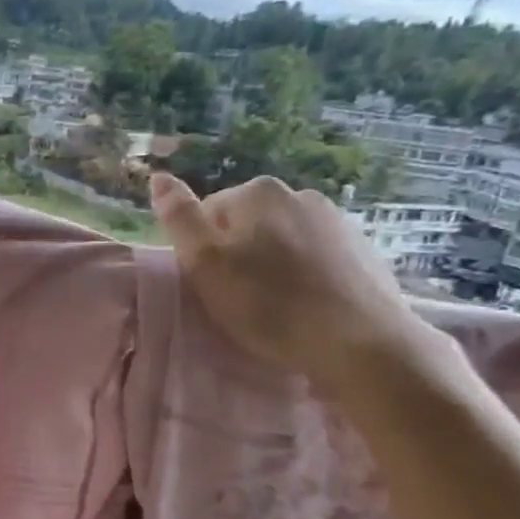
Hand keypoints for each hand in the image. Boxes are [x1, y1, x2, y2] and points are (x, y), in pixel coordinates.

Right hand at [149, 171, 443, 398]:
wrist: (359, 342)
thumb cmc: (269, 305)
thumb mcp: (205, 263)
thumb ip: (179, 217)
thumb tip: (157, 176)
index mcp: (256, 192)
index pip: (208, 215)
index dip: (202, 252)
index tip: (211, 286)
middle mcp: (298, 194)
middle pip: (246, 225)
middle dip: (239, 255)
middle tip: (240, 300)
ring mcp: (336, 220)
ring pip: (282, 241)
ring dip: (272, 266)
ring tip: (276, 308)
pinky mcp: (362, 249)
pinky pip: (316, 257)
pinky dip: (305, 276)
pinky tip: (307, 306)